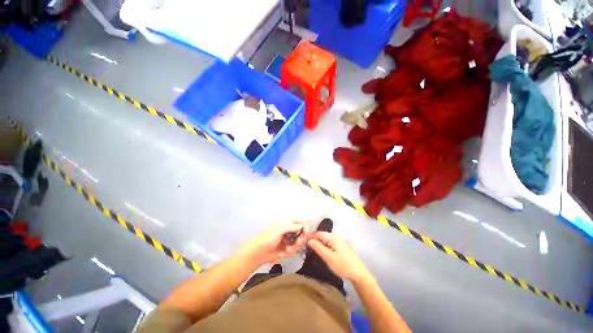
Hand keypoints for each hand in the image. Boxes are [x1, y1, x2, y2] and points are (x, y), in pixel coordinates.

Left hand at [244, 221, 306, 264]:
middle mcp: (288, 231)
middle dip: (300, 239)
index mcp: (286, 224)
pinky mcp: (285, 249)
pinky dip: (288, 253)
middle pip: (300, 233)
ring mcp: (287, 240)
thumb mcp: (279, 230)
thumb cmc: (267, 238)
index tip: (306, 233)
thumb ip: (291, 227)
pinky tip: (282, 254)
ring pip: (297, 243)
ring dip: (293, 247)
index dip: (304, 226)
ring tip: (287, 250)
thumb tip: (302, 225)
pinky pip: (292, 250)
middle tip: (297, 243)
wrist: (258, 254)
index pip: (298, 222)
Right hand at [308, 232, 371, 282]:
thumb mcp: (328, 257)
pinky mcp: (341, 245)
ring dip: (319, 242)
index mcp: (333, 237)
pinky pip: (330, 242)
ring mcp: (340, 240)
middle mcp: (336, 236)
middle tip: (306, 245)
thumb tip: (309, 240)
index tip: (302, 241)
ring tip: (312, 248)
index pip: (318, 233)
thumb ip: (318, 247)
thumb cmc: (342, 265)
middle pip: (322, 235)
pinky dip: (324, 245)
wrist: (358, 273)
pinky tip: (322, 250)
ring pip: (326, 239)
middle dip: (314, 239)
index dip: (310, 236)